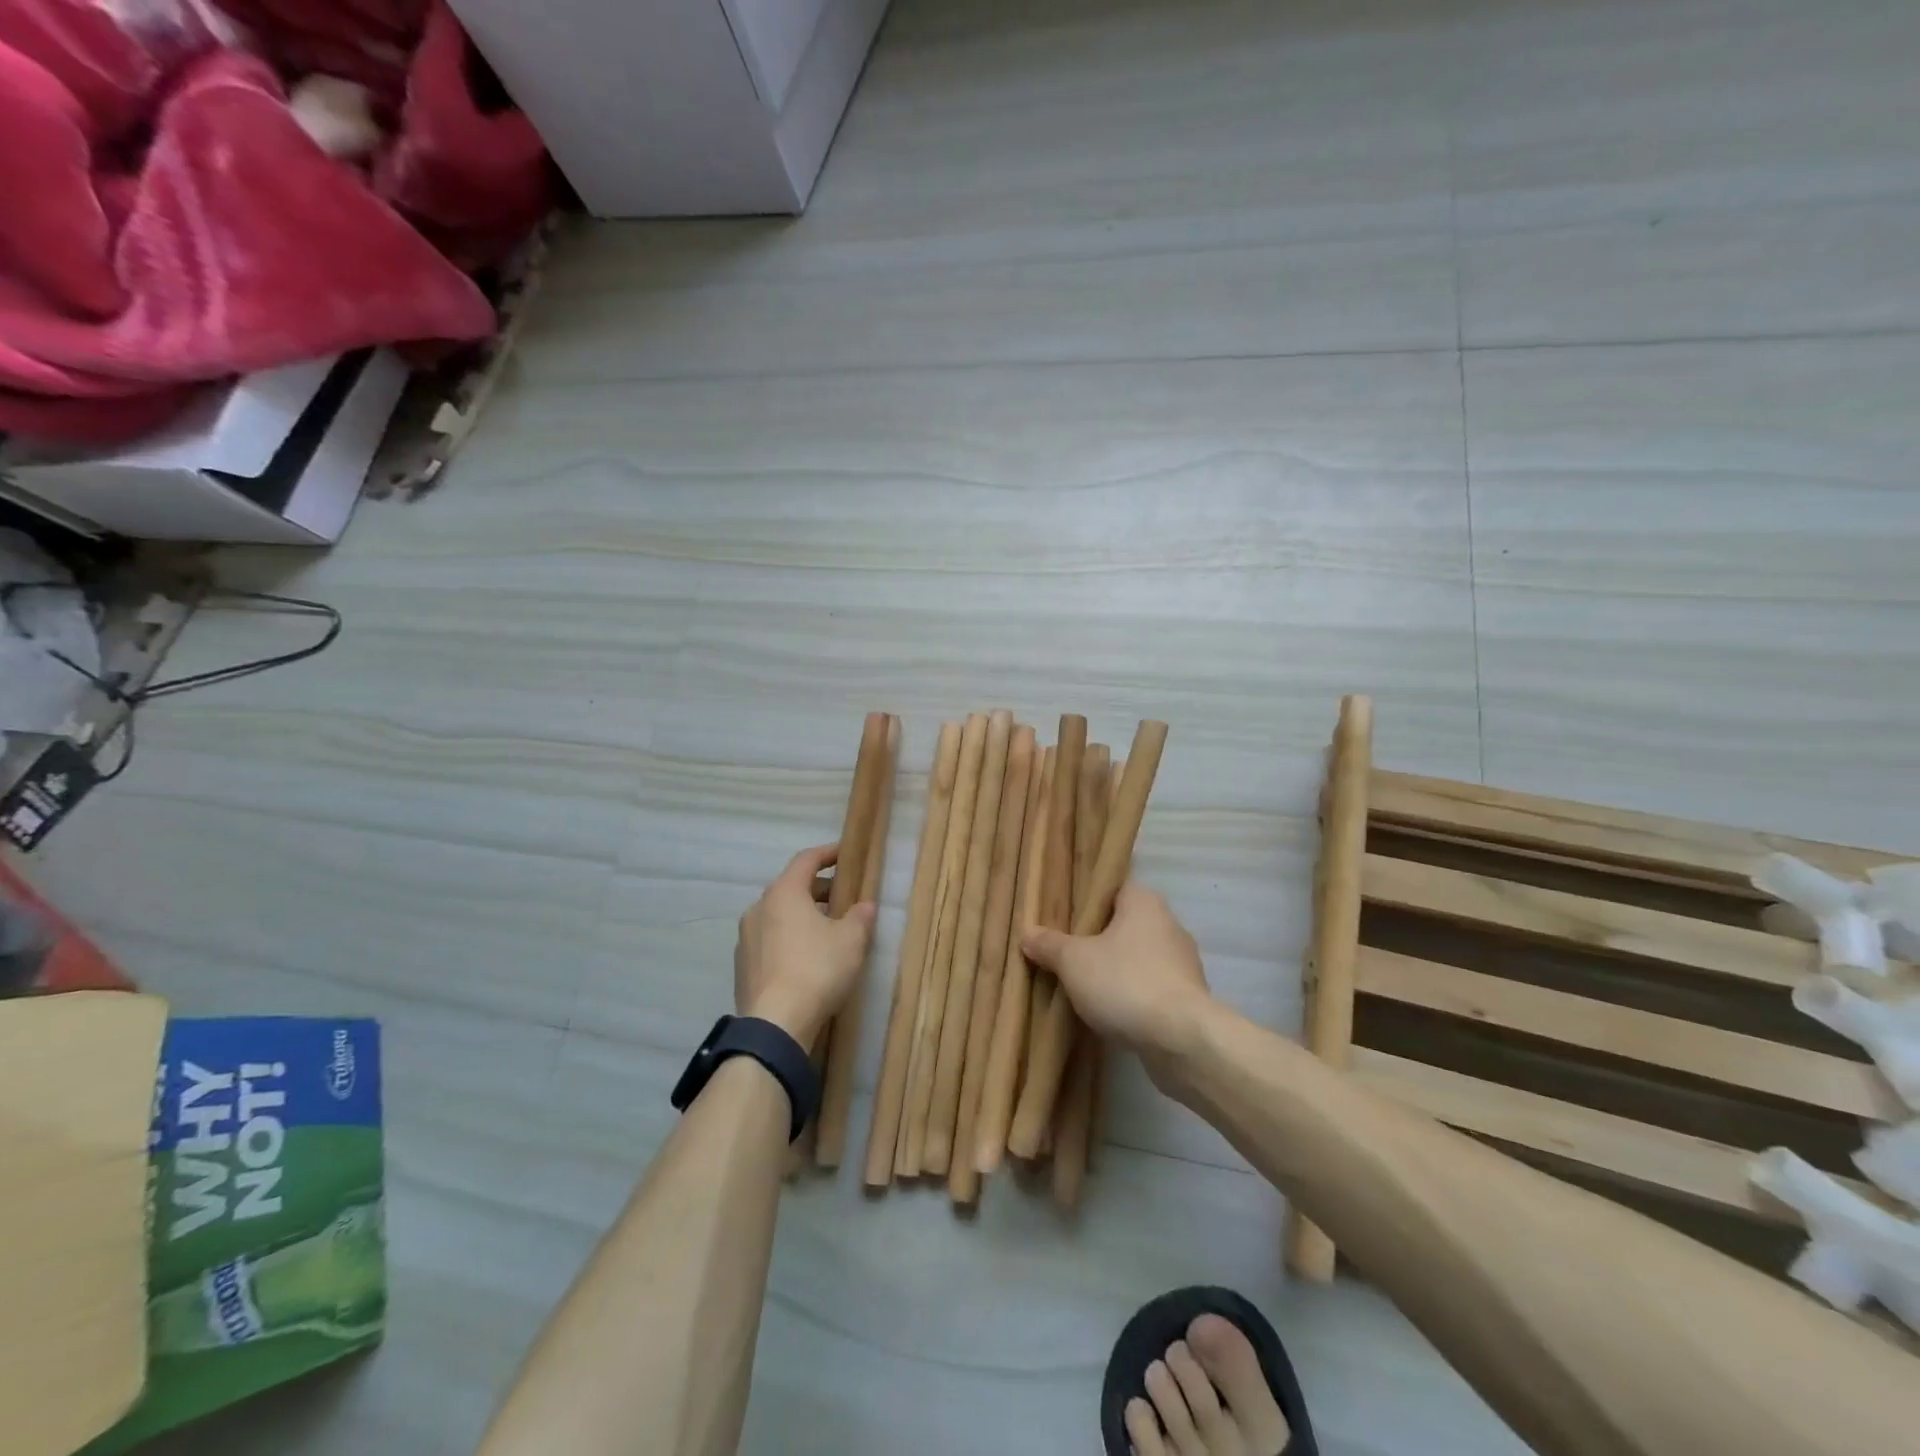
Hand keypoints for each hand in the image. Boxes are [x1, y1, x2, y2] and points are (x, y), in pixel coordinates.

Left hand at [734, 843, 877, 1046]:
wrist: (775, 1024)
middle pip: (790, 887)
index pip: (806, 860)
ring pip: (778, 915)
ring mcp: (746, 938)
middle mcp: (759, 908)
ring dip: (802, 916)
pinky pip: (770, 940)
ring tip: (827, 930)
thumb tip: (865, 905)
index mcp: (784, 893)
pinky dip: (789, 938)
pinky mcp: (743, 966)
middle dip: (818, 889)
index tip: (845, 853)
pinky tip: (807, 958)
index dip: (828, 853)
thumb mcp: (851, 940)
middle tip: (842, 897)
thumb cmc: (817, 969)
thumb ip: (860, 917)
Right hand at [1021, 882, 1212, 1066]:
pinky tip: (1109, 1008)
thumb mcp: (1073, 961)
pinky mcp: (1187, 997)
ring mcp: (1182, 962)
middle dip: (1097, 936)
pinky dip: (1131, 992)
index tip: (1062, 913)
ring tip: (1082, 982)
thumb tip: (1027, 934)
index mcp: (1144, 902)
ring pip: (1138, 956)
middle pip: (1124, 922)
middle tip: (1064, 948)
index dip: (1086, 899)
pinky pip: (1150, 985)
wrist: (1181, 1039)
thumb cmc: (1124, 982)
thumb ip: (1049, 944)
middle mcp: (1169, 924)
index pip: (1112, 887)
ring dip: (1115, 967)